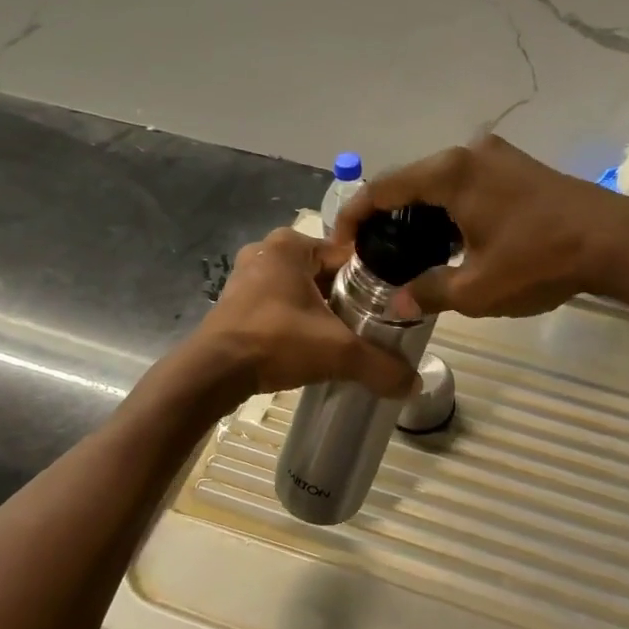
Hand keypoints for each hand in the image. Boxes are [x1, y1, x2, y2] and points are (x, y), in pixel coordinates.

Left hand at [193, 228, 418, 396]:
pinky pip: (277, 305)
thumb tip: (415, 384)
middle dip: (343, 299)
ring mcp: (245, 276)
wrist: (213, 373)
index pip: (347, 256)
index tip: (385, 310)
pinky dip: (293, 321)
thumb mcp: (338, 352)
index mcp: (291, 244)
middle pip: (323, 274)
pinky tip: (305, 345)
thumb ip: (380, 365)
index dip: (370, 283)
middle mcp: (266, 251)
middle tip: (365, 328)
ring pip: (299, 290)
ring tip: (338, 340)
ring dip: (318, 312)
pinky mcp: (233, 302)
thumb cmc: (277, 342)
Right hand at [334, 136, 628, 316]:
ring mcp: (498, 156)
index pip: (382, 188)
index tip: (341, 245)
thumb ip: (429, 291)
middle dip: (389, 218)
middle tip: (377, 256)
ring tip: (412, 254)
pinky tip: (454, 240)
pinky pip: (469, 184)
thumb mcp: (477, 289)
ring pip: (442, 183)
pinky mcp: (520, 167)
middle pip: (411, 182)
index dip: (354, 216)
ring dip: (423, 215)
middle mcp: (468, 152)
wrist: (616, 241)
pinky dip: (451, 209)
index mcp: (448, 173)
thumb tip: (398, 303)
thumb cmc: (539, 261)